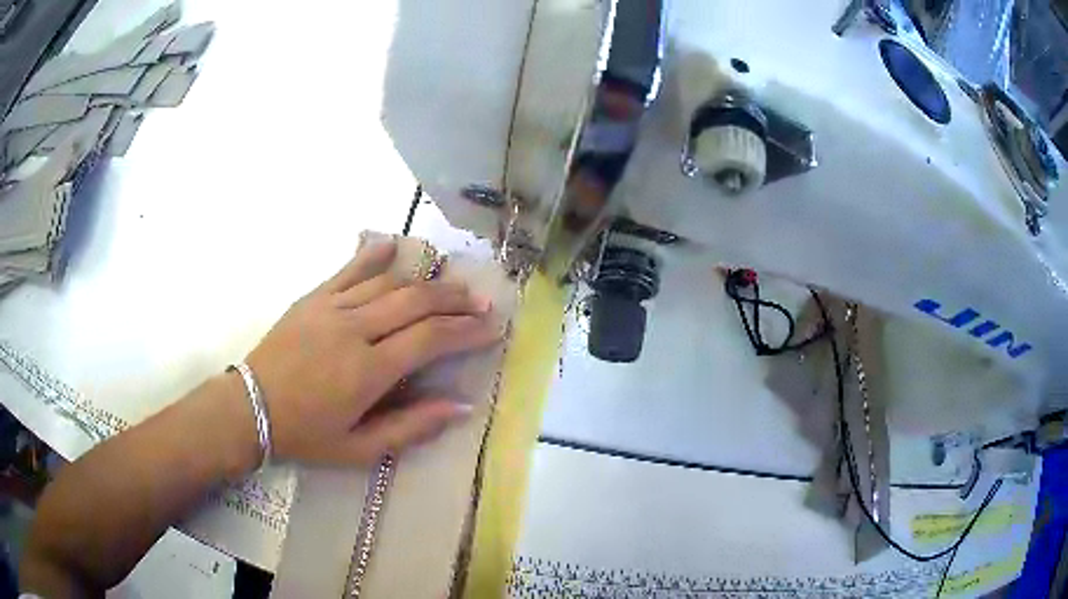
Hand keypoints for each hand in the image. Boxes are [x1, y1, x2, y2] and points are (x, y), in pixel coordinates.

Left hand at [243, 239, 500, 464]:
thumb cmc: (306, 435)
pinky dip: (373, 255)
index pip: (430, 339)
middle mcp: (354, 331)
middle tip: (483, 303)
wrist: (250, 409)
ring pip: (389, 284)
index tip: (493, 327)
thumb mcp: (359, 449)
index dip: (466, 331)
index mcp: (368, 372)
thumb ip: (411, 428)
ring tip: (453, 284)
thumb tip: (462, 407)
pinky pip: (348, 269)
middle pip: (415, 303)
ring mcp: (331, 308)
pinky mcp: (313, 298)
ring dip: (426, 282)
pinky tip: (394, 245)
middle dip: (455, 301)